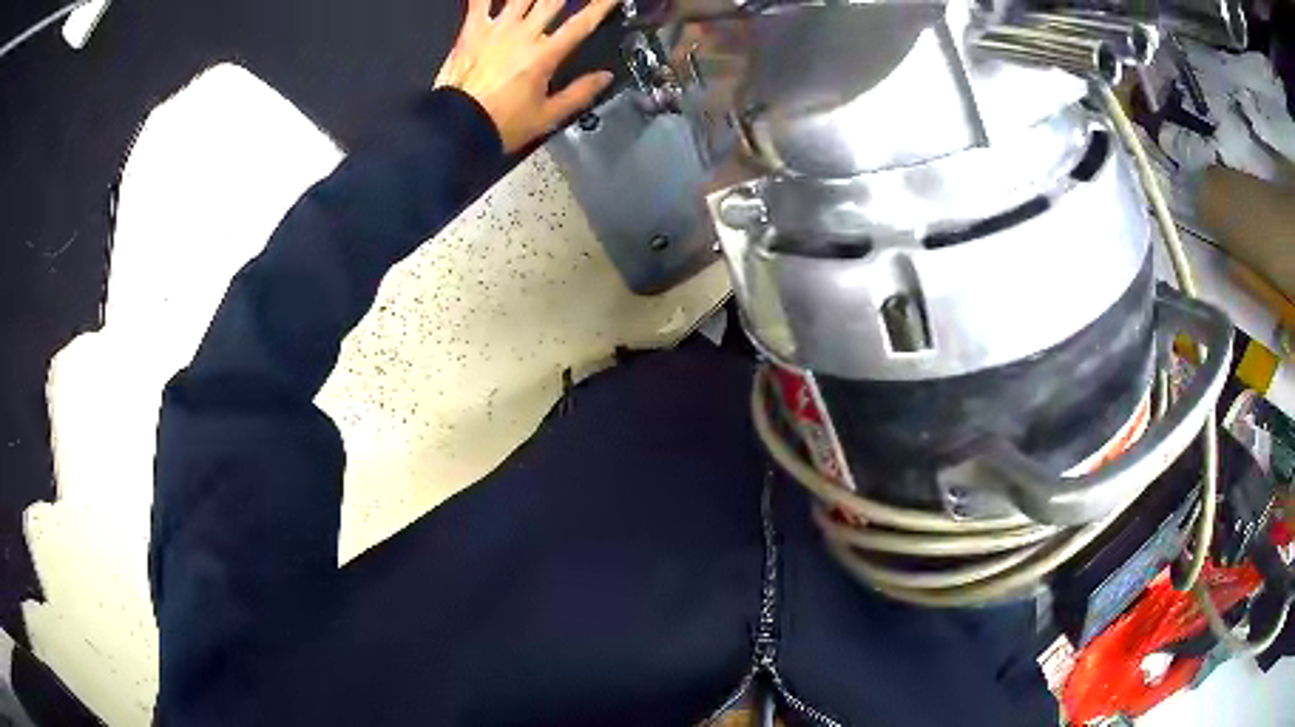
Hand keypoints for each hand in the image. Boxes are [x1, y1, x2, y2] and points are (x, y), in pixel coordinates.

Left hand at [435, 0, 618, 152]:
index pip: (582, 23)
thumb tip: (604, 78)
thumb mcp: (547, 116)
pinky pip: (477, 2)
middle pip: (553, 0)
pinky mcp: (472, 31)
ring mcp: (497, 29)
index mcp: (545, 54)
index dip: (602, 5)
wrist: (457, 127)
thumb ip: (580, 93)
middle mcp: (523, 34)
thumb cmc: (500, 124)